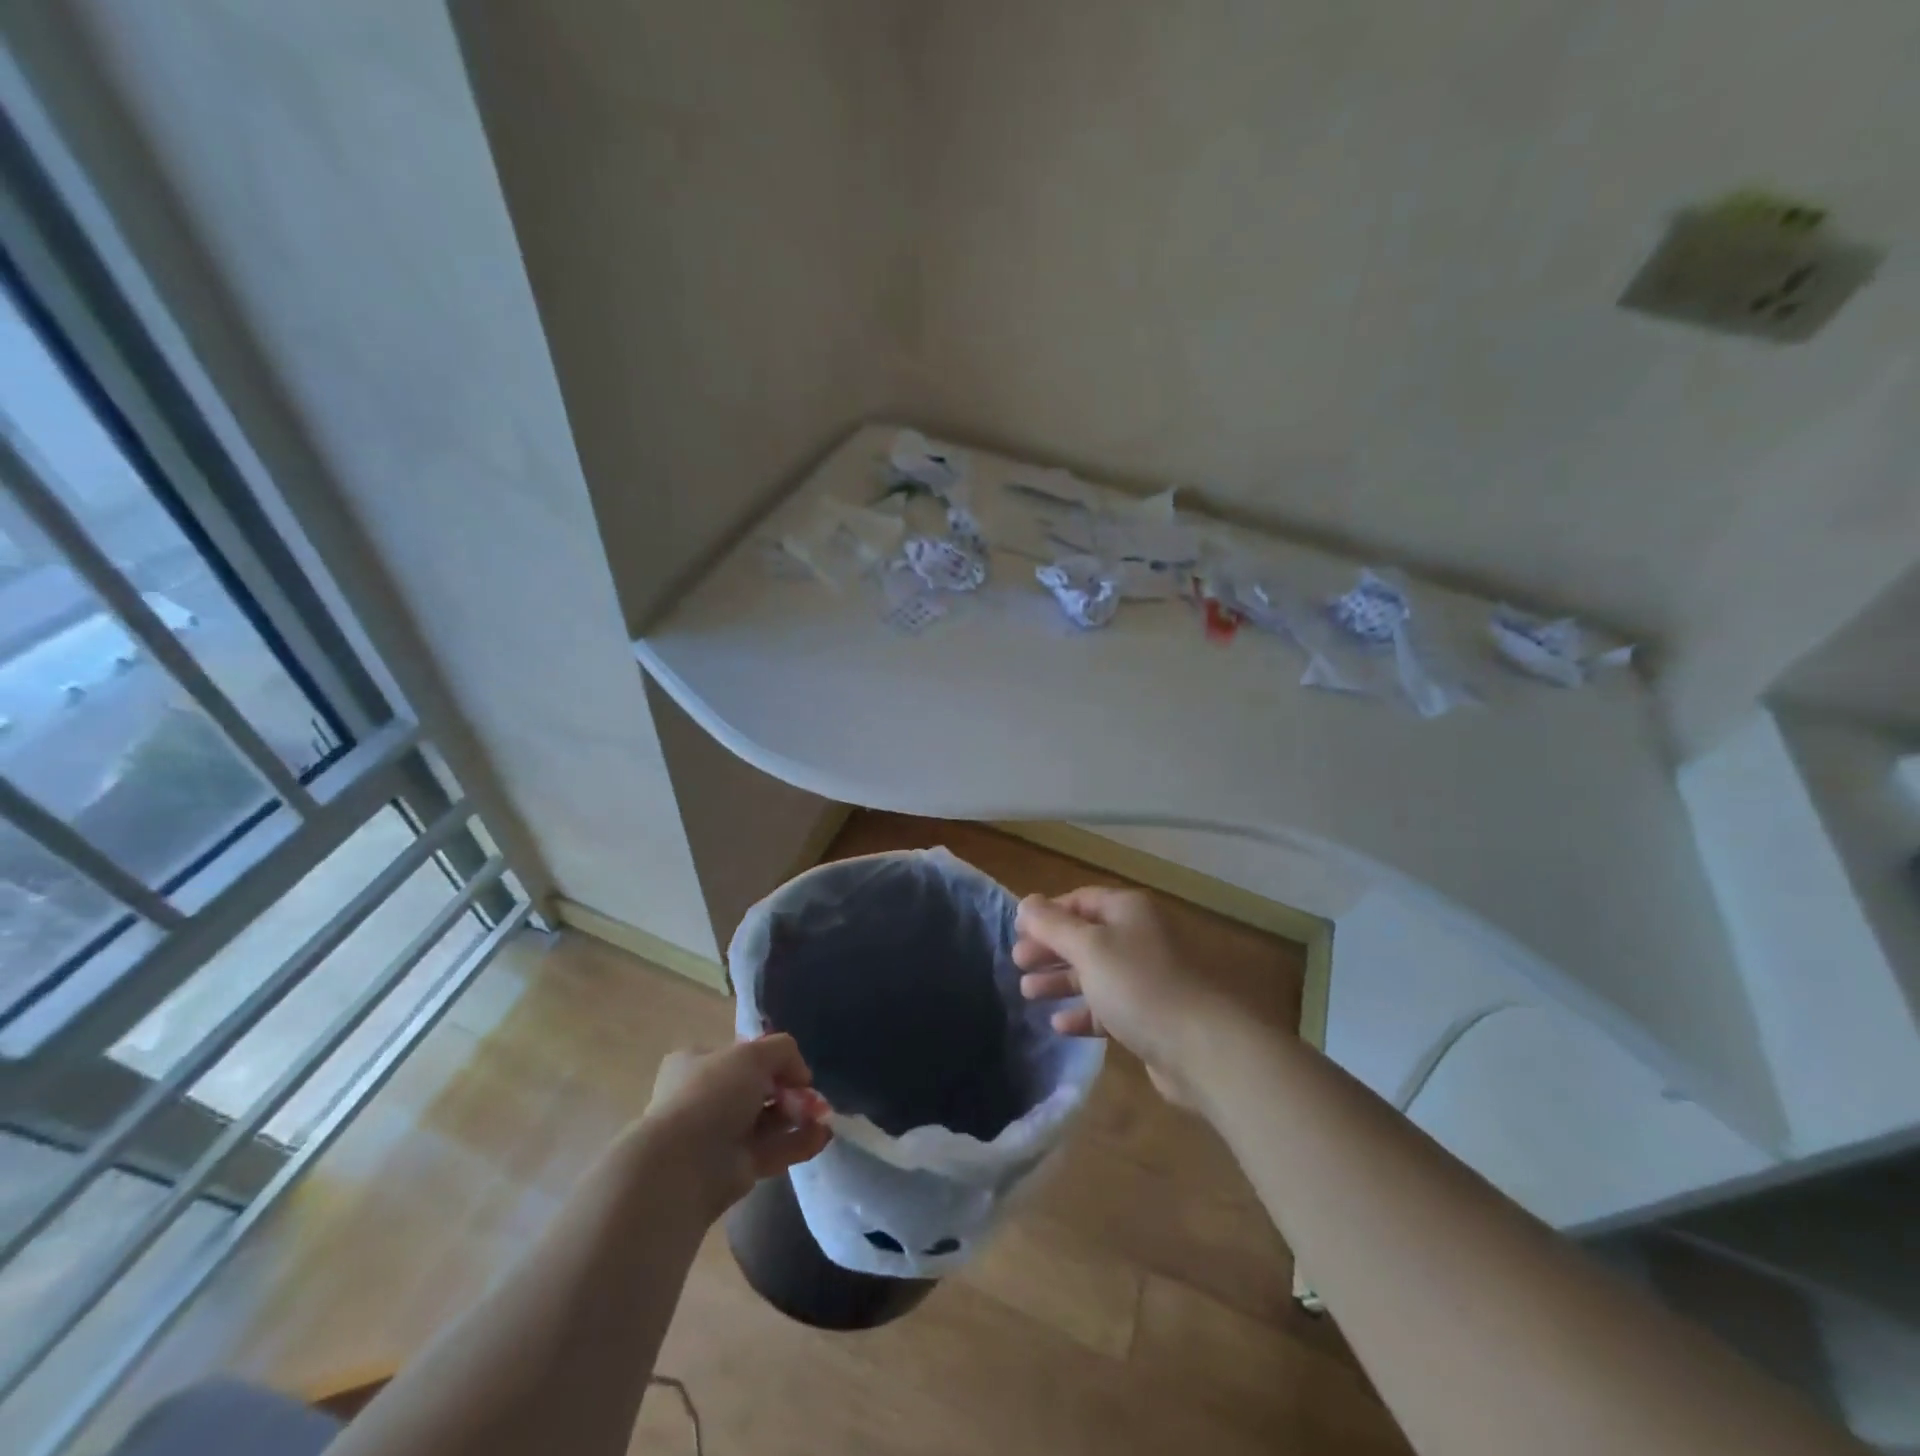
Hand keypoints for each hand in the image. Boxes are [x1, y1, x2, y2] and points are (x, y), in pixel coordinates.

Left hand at [640, 1035, 832, 1221]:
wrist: (683, 1164)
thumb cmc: (712, 1094)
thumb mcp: (753, 1054)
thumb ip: (783, 1051)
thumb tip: (800, 1075)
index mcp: (696, 1064)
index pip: (738, 1055)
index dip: (768, 1057)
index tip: (792, 1065)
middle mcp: (705, 1098)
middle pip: (757, 1088)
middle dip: (789, 1090)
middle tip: (812, 1094)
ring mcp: (719, 1136)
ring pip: (767, 1120)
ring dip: (799, 1116)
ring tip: (824, 1115)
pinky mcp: (735, 1169)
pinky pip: (773, 1150)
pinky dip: (798, 1142)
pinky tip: (823, 1136)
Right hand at [1014, 888, 1273, 1106]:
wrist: (1202, 1047)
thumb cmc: (1139, 984)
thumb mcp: (1088, 948)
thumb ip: (1053, 925)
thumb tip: (1026, 902)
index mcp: (1128, 911)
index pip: (1080, 900)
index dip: (1047, 913)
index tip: (1017, 931)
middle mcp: (1138, 937)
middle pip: (1085, 937)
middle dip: (1050, 949)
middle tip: (1017, 964)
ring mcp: (1146, 978)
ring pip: (1094, 973)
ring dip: (1061, 980)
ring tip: (1027, 993)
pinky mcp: (1150, 1016)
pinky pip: (1108, 1007)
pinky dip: (1083, 1012)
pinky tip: (1059, 1024)